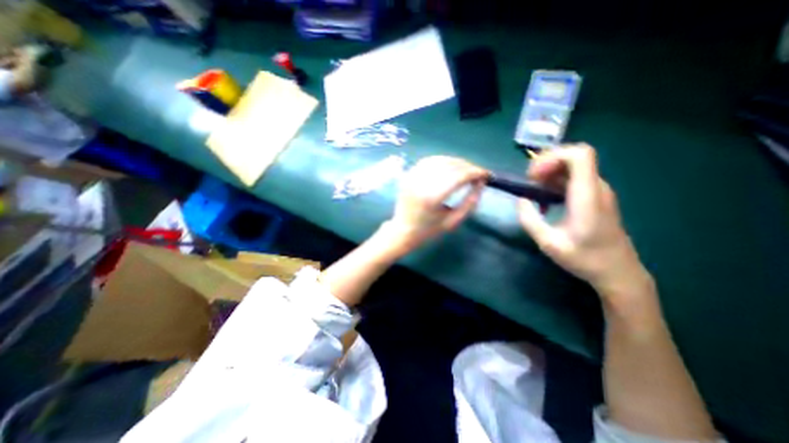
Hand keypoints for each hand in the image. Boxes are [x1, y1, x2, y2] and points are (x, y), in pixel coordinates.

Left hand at [382, 156, 486, 253]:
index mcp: (431, 198)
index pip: (458, 177)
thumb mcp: (452, 221)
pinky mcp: (409, 175)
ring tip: (466, 169)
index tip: (486, 175)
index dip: (475, 173)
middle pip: (450, 165)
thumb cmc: (428, 230)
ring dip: (456, 162)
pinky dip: (442, 161)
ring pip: (439, 160)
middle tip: (478, 173)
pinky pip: (428, 161)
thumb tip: (481, 183)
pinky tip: (450, 167)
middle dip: (467, 166)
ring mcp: (412, 177)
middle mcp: (421, 183)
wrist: (402, 231)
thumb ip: (469, 203)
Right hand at [520, 144, 652, 303]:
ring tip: (533, 190)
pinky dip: (556, 181)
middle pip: (574, 156)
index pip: (580, 155)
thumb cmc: (584, 259)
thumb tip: (521, 200)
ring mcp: (598, 191)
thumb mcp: (549, 244)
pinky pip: (575, 178)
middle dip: (546, 163)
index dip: (553, 156)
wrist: (618, 272)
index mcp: (587, 196)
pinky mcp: (596, 197)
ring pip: (573, 166)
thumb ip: (530, 220)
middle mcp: (596, 188)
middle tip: (529, 181)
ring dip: (550, 172)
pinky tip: (546, 199)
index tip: (534, 175)